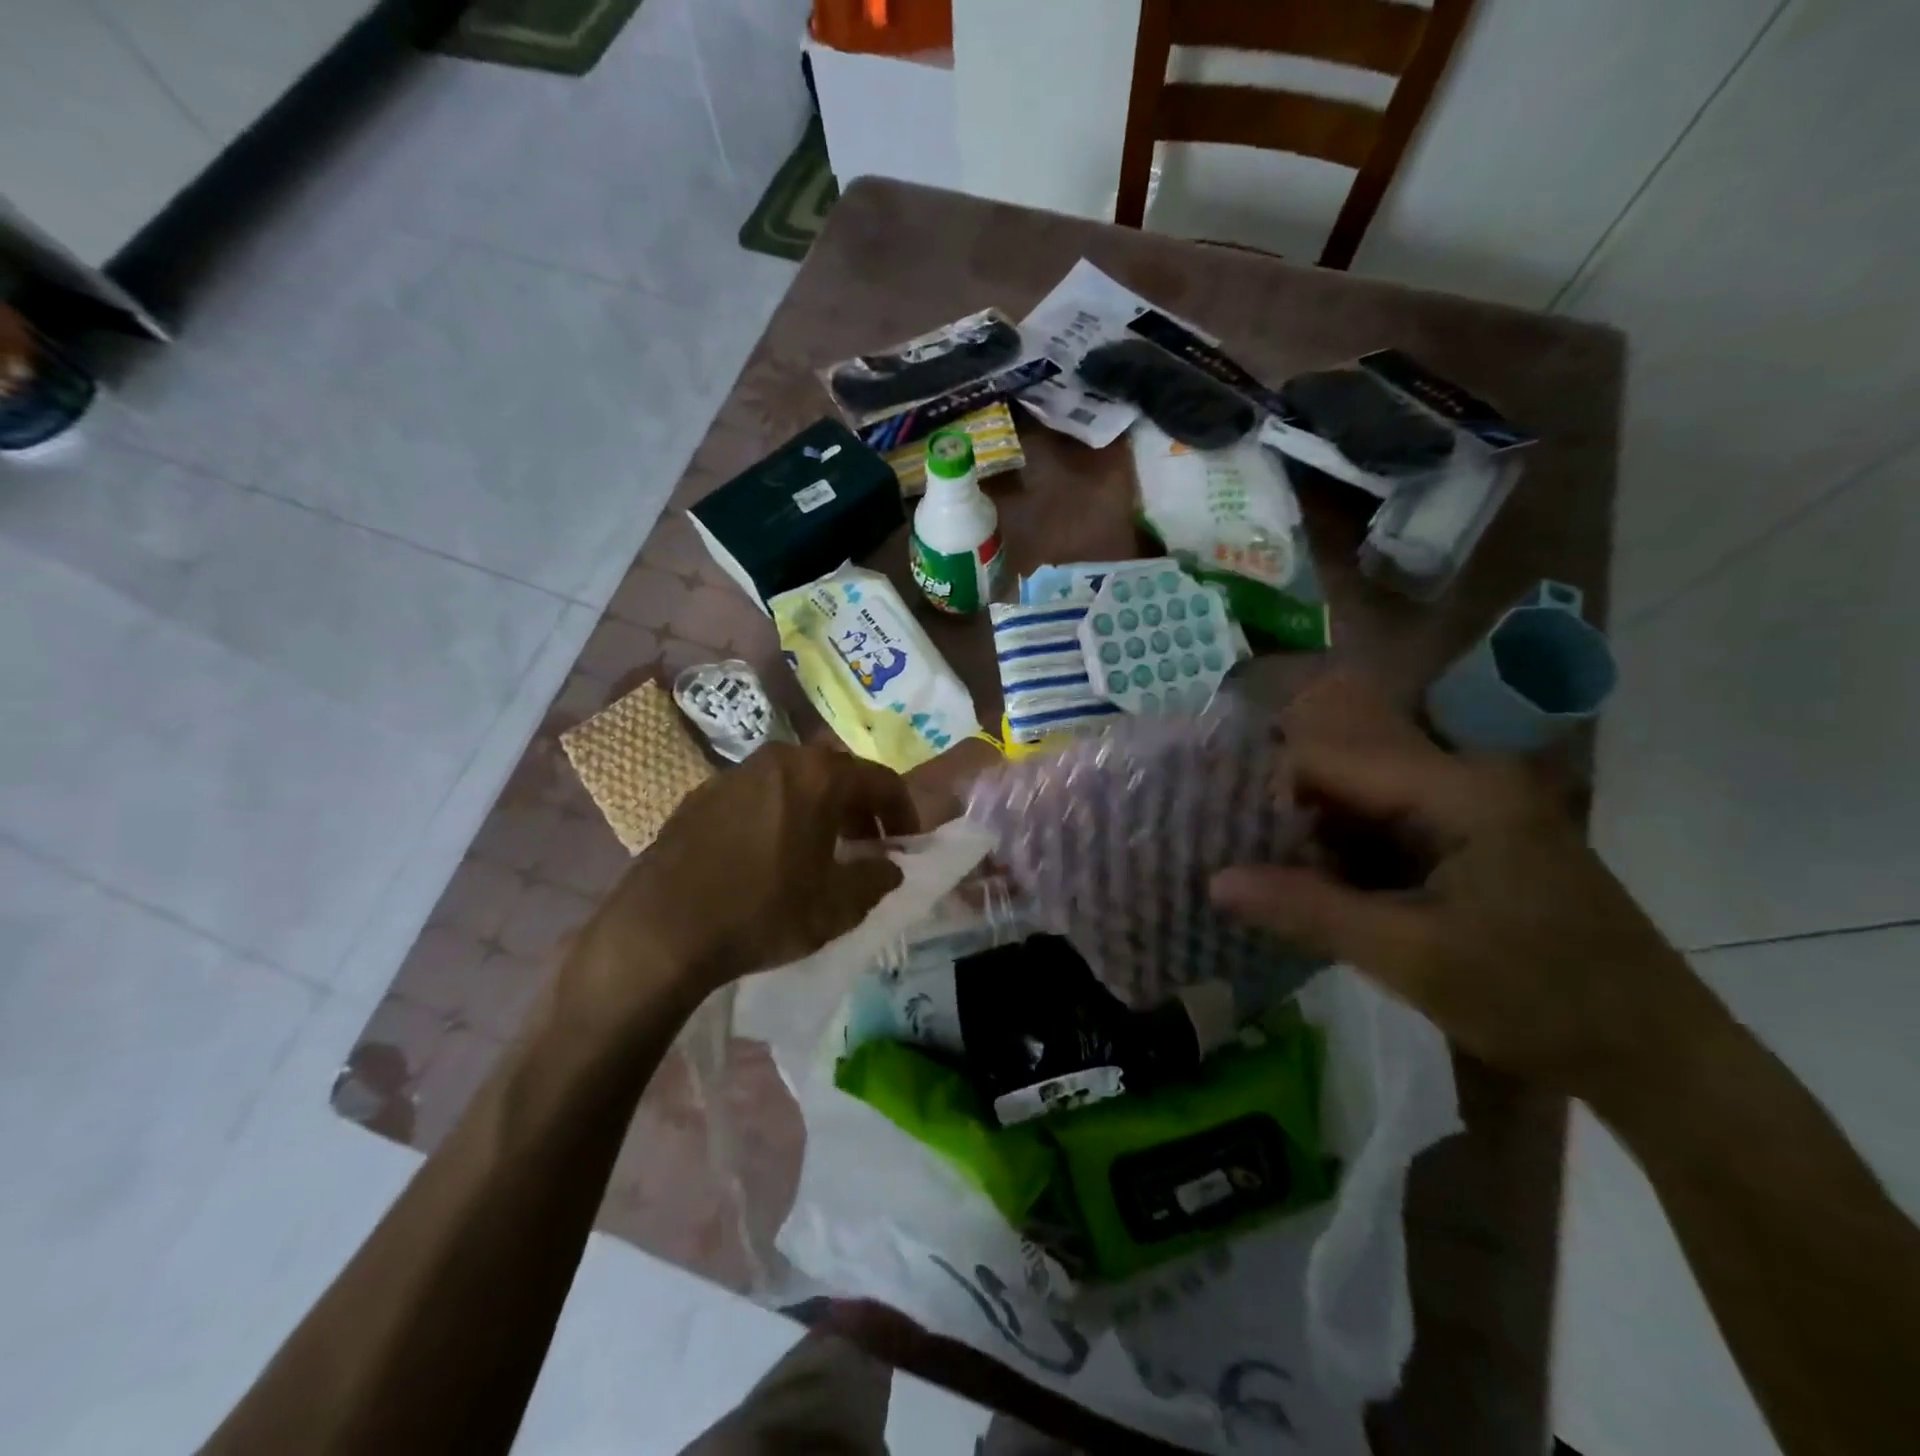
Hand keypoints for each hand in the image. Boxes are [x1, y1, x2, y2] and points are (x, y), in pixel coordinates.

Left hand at [591, 743, 917, 1001]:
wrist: (660, 931)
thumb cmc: (762, 912)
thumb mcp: (836, 907)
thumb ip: (876, 880)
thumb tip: (889, 866)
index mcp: (818, 776)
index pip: (881, 779)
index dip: (902, 811)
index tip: (905, 843)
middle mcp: (778, 760)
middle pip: (835, 773)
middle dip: (859, 807)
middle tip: (865, 846)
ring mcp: (733, 774)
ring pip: (793, 782)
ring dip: (817, 809)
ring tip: (818, 851)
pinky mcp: (699, 796)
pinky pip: (756, 795)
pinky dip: (777, 814)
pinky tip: (768, 856)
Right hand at [1210, 672, 1722, 1106]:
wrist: (1659, 1058)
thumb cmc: (1539, 1000)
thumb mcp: (1411, 959)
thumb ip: (1307, 911)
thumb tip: (1214, 881)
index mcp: (1456, 790)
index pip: (1330, 760)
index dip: (1266, 790)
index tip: (1217, 831)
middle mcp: (1461, 782)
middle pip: (1342, 780)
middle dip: (1286, 824)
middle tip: (1233, 865)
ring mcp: (1469, 813)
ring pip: (1359, 811)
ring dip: (1314, 849)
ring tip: (1263, 887)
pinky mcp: (1470, 845)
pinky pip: (1386, 838)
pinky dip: (1347, 866)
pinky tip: (1317, 901)